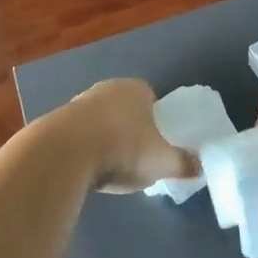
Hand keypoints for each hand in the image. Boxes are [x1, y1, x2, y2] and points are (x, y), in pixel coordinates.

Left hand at [32, 78, 198, 192]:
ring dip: (104, 138)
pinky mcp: (57, 120)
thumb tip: (200, 167)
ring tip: (110, 167)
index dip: (155, 119)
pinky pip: (78, 134)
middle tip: (135, 157)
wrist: (66, 151)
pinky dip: (84, 148)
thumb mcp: (162, 161)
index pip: (150, 97)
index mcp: (136, 89)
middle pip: (123, 108)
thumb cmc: (124, 148)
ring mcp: (79, 102)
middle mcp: (107, 88)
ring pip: (99, 120)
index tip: (156, 143)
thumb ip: (182, 163)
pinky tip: (87, 169)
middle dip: (129, 129)